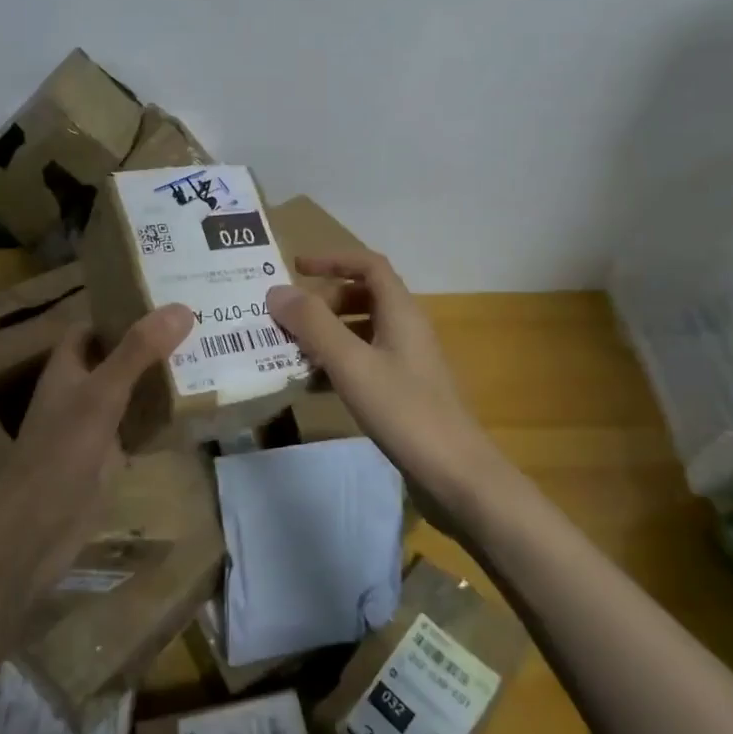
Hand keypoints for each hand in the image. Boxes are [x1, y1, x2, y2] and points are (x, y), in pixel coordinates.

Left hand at [0, 302, 194, 601]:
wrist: (36, 530)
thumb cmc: (61, 453)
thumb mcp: (101, 395)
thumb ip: (137, 352)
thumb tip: (181, 308)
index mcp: (68, 367)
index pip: (95, 325)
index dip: (124, 309)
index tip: (168, 296)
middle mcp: (80, 390)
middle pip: (118, 356)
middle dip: (153, 343)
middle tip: (203, 324)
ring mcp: (94, 425)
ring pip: (132, 391)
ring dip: (162, 378)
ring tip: (210, 357)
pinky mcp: (109, 457)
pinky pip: (140, 426)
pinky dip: (163, 417)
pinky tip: (197, 410)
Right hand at [267, 253, 505, 520]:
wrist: (455, 474)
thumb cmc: (404, 410)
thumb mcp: (351, 363)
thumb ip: (313, 325)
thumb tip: (277, 291)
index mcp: (401, 312)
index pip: (369, 266)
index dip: (333, 260)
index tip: (296, 268)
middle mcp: (407, 329)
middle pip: (364, 296)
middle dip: (324, 301)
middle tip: (288, 318)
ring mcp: (407, 362)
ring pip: (362, 331)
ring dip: (327, 333)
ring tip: (291, 348)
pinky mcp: (403, 391)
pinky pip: (364, 362)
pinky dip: (337, 363)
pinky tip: (313, 384)